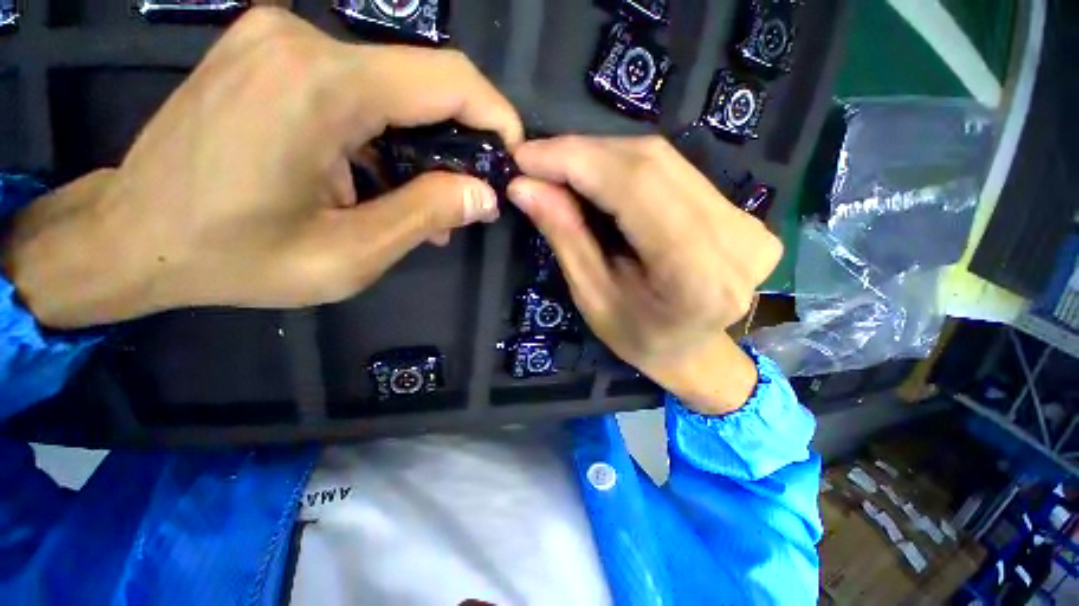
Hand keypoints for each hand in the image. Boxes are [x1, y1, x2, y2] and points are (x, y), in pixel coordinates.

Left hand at [2, 8, 521, 328]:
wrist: (131, 237)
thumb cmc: (234, 257)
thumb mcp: (348, 256)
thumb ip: (425, 216)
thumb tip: (484, 195)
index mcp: (320, 87)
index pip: (448, 79)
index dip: (495, 115)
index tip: (512, 156)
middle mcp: (301, 41)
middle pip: (421, 83)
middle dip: (458, 141)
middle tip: (466, 197)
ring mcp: (279, 39)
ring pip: (390, 89)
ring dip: (419, 145)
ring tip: (423, 202)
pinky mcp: (269, 52)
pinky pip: (354, 88)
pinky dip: (382, 134)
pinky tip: (378, 179)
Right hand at [508, 136, 781, 413]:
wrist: (693, 352)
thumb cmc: (638, 338)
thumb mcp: (592, 297)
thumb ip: (565, 237)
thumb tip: (524, 186)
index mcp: (697, 276)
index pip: (635, 187)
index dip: (576, 160)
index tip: (526, 155)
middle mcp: (735, 239)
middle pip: (651, 164)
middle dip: (584, 153)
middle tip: (537, 159)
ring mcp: (748, 221)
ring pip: (662, 160)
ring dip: (602, 156)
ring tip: (561, 167)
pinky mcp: (744, 212)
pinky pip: (674, 171)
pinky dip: (626, 167)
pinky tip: (597, 175)